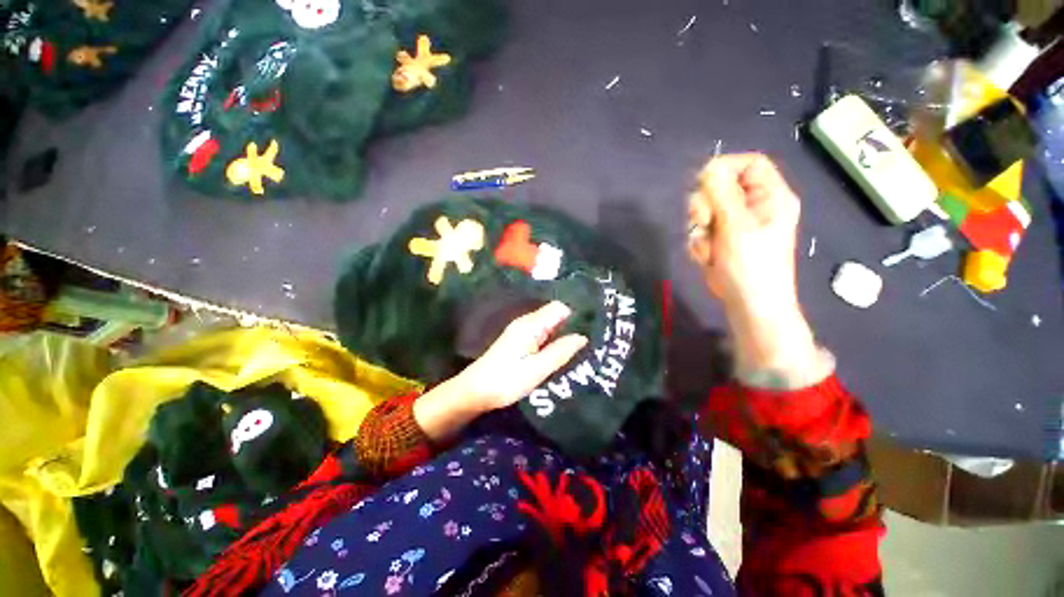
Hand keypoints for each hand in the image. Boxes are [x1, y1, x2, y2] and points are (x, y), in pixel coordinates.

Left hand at [458, 301, 587, 409]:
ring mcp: (521, 331)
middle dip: (572, 325)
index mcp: (531, 325)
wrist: (475, 391)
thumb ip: (561, 351)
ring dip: (563, 334)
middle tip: (592, 340)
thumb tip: (583, 336)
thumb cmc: (507, 380)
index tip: (594, 327)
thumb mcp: (537, 369)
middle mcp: (526, 322)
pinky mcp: (518, 341)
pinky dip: (553, 341)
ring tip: (582, 348)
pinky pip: (542, 334)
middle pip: (555, 315)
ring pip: (549, 326)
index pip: (560, 308)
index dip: (577, 315)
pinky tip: (562, 353)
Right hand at [687, 153, 800, 312]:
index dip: (725, 168)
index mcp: (770, 197)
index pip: (749, 164)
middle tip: (703, 222)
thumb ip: (722, 195)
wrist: (748, 304)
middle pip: (720, 186)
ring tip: (708, 248)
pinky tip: (707, 257)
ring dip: (699, 229)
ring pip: (705, 210)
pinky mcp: (721, 239)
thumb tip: (709, 167)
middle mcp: (753, 206)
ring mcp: (735, 224)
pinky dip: (699, 243)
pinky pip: (701, 230)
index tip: (703, 182)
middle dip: (705, 205)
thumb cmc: (751, 266)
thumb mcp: (737, 227)